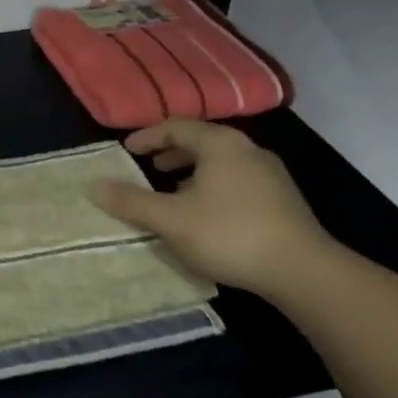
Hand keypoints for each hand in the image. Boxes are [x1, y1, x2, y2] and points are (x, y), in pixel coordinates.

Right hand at [88, 117, 338, 299]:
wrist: (303, 271)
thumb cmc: (229, 234)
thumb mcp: (170, 219)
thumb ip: (131, 201)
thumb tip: (93, 186)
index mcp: (220, 144)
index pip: (176, 126)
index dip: (148, 137)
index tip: (127, 151)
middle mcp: (247, 149)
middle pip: (201, 141)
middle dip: (171, 153)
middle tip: (148, 168)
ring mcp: (270, 174)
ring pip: (221, 162)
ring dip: (192, 172)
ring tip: (173, 192)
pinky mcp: (283, 200)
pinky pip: (238, 180)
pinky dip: (213, 186)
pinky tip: (206, 214)